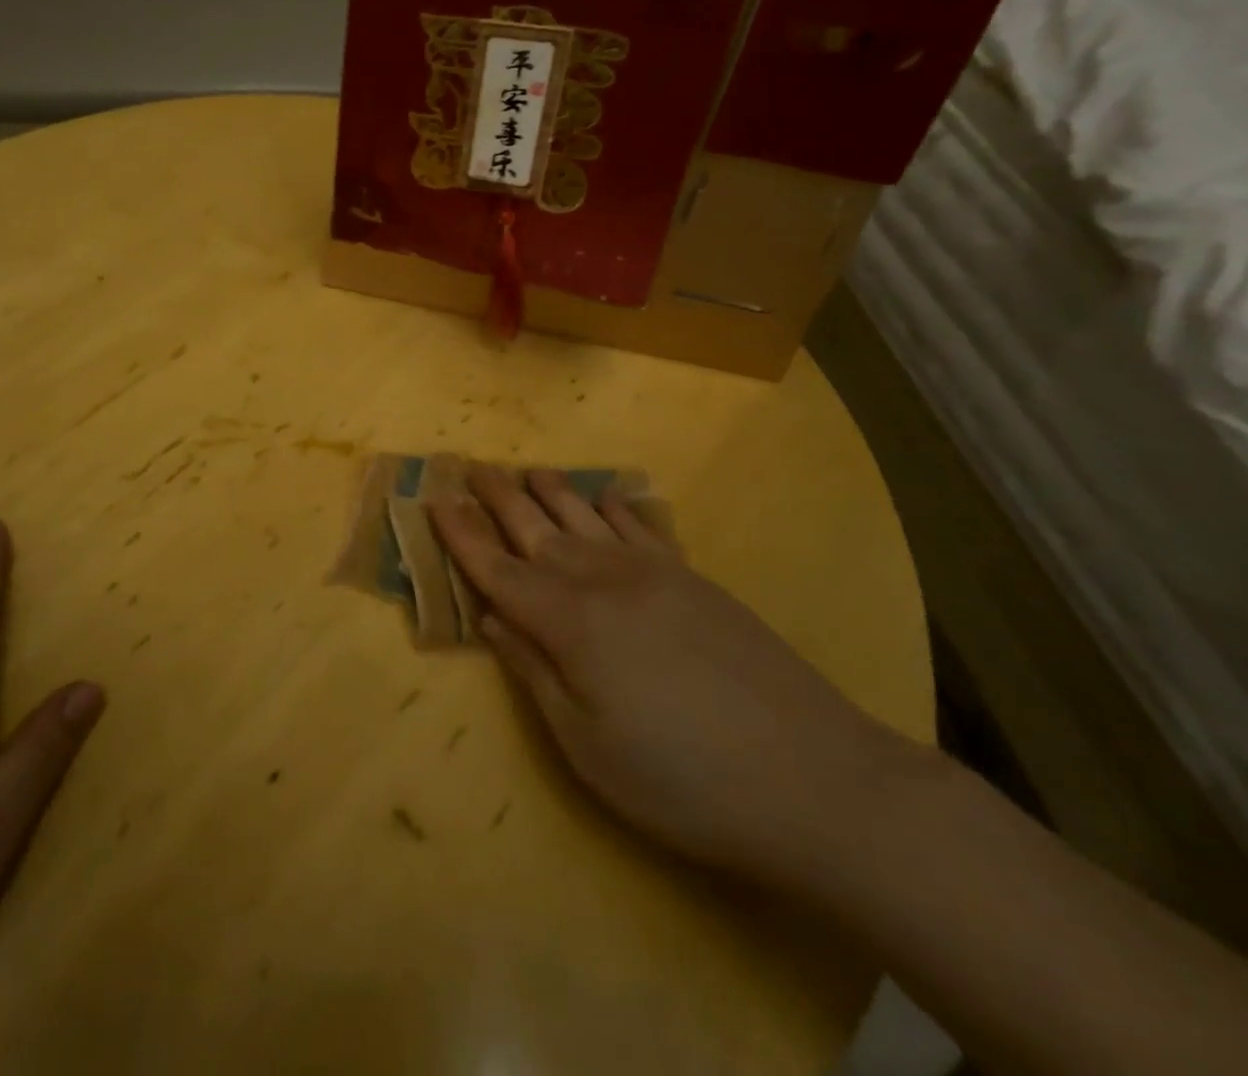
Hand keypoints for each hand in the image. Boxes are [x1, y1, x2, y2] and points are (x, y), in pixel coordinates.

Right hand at [429, 467, 915, 883]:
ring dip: (551, 492)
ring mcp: (654, 574)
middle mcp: (604, 580)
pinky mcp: (695, 580)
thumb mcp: (586, 745)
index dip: (462, 536)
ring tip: (528, 470)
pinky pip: (643, 527)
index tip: (434, 501)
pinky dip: (617, 506)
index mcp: (569, 622)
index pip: (498, 570)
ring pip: (586, 517)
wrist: (813, 779)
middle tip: (471, 468)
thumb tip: (491, 617)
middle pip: (537, 530)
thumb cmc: (682, 779)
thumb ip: (533, 671)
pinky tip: (607, 495)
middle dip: (498, 499)